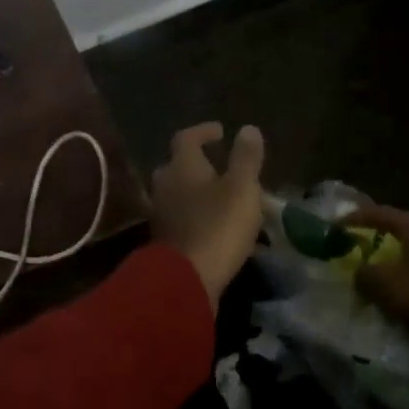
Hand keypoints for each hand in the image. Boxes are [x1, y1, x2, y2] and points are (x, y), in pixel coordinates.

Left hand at [151, 122, 265, 308]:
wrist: (186, 279)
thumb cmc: (217, 226)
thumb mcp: (242, 188)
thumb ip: (245, 158)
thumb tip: (247, 128)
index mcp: (181, 166)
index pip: (186, 137)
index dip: (203, 131)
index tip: (221, 132)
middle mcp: (164, 184)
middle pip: (177, 165)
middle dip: (197, 163)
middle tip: (220, 167)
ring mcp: (160, 213)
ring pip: (177, 193)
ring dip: (197, 191)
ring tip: (222, 197)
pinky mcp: (163, 239)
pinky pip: (179, 217)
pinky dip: (195, 214)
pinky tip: (213, 224)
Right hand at [347, 205, 408, 327]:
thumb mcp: (383, 284)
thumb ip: (365, 275)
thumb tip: (362, 274)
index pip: (382, 214)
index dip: (357, 218)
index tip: (339, 224)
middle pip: (406, 232)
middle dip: (385, 241)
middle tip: (366, 249)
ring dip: (405, 263)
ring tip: (389, 275)